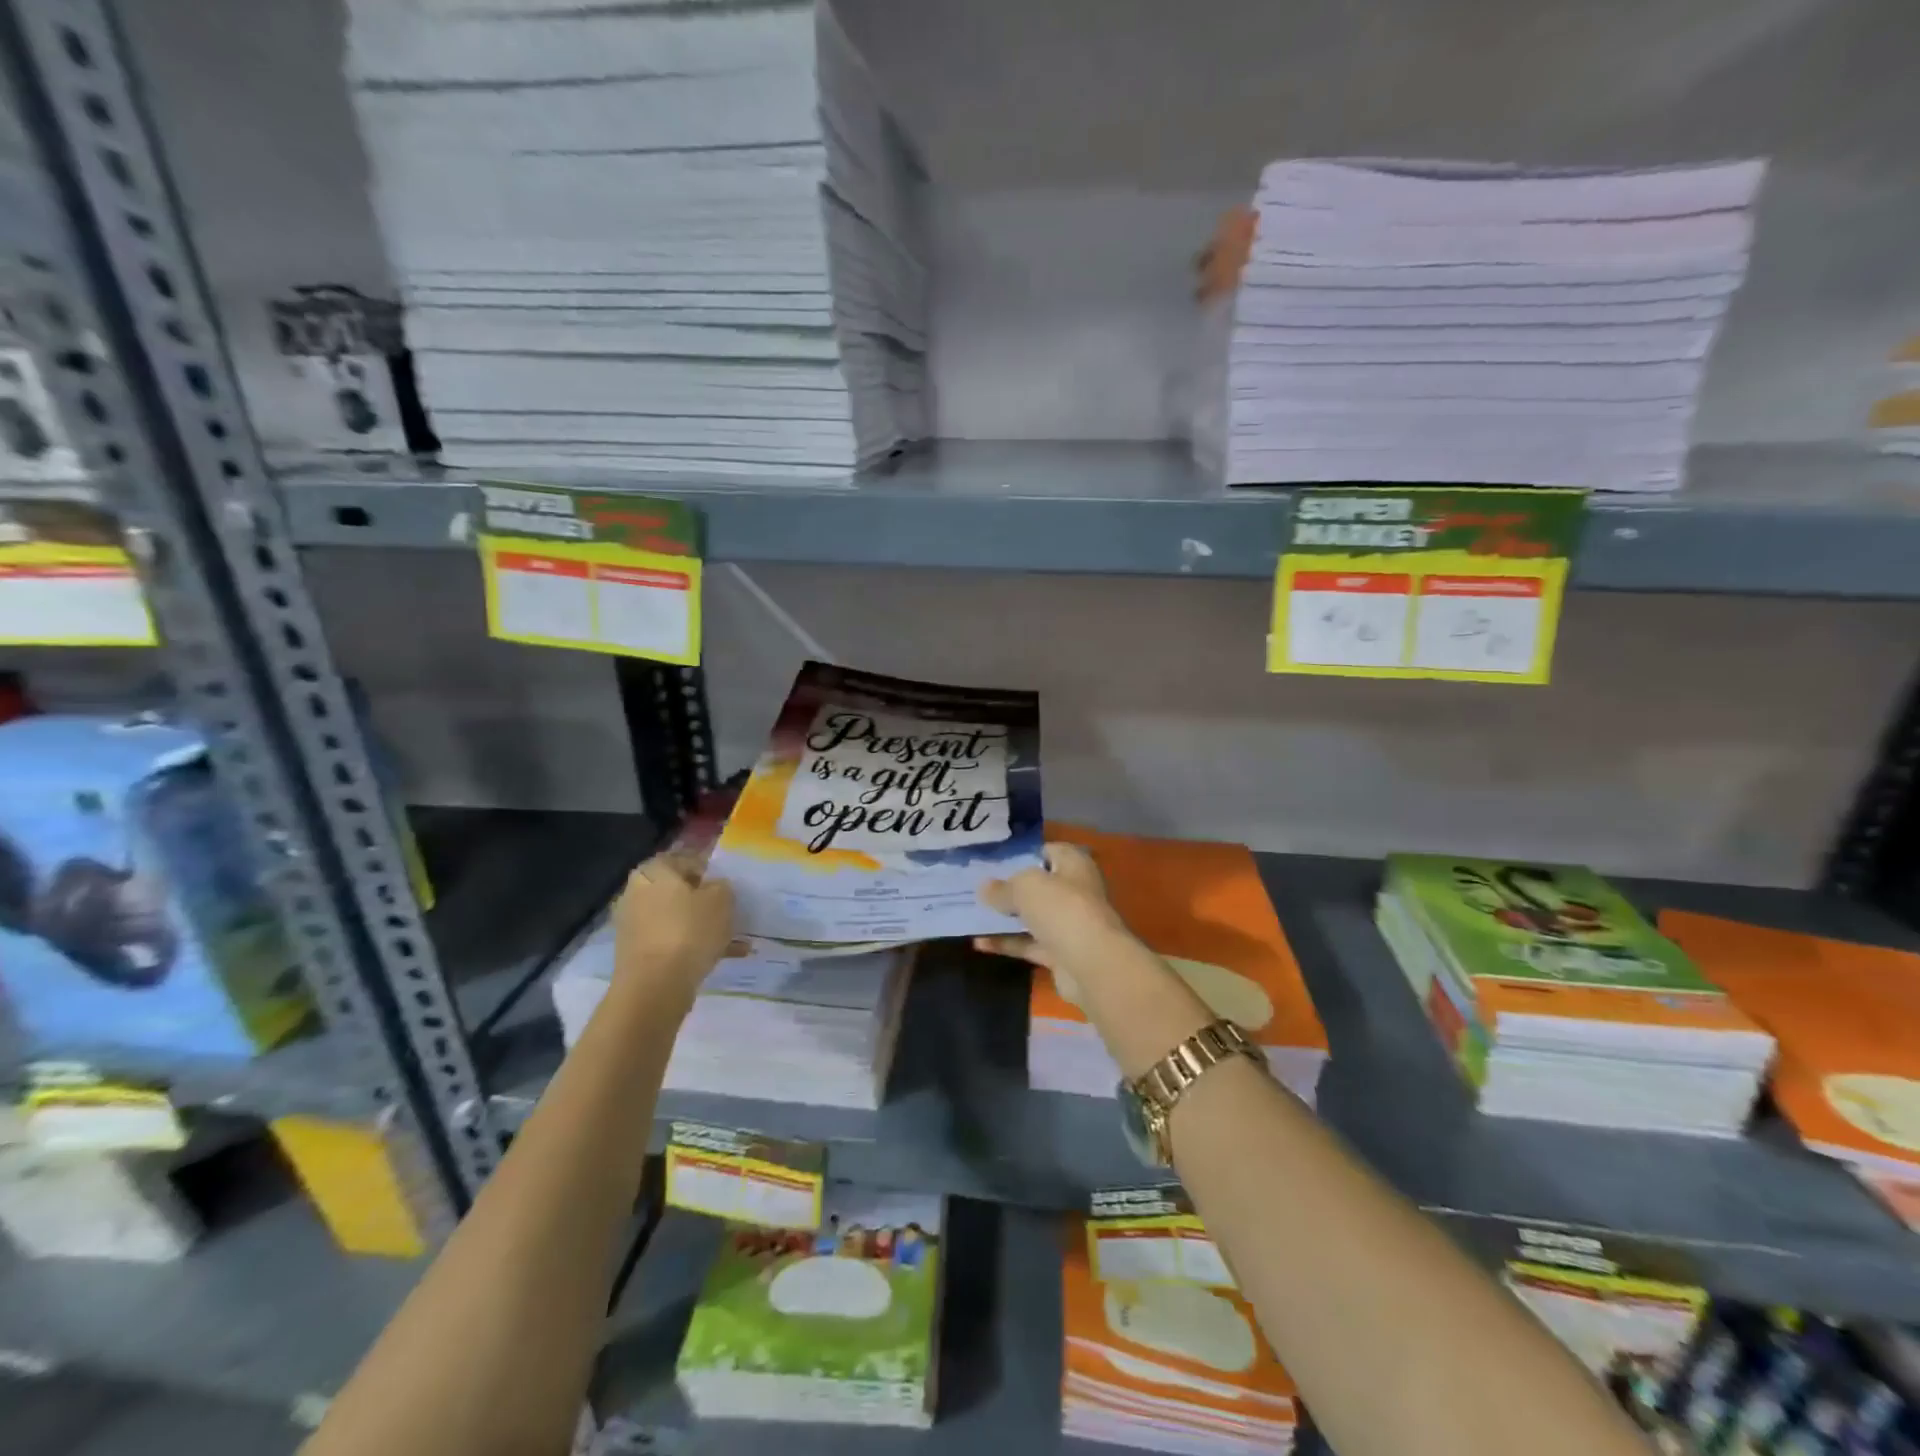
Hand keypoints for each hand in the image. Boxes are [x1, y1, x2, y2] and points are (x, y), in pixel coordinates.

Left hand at [612, 850, 735, 1003]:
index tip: (727, 884)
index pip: (684, 859)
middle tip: (729, 910)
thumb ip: (721, 886)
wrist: (655, 987)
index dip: (708, 869)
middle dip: (703, 900)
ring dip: (702, 926)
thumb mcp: (721, 899)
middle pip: (678, 891)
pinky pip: (673, 942)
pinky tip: (724, 957)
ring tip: (734, 938)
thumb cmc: (689, 930)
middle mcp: (637, 893)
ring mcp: (634, 925)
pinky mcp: (638, 953)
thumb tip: (714, 887)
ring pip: (677, 918)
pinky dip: (694, 946)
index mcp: (653, 871)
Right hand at [973, 842, 1129, 968]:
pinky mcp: (1061, 954)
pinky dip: (1007, 943)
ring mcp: (1069, 925)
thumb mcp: (1025, 887)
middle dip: (1012, 887)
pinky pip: (1029, 944)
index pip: (1049, 851)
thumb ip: (1003, 888)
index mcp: (1074, 865)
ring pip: (1033, 917)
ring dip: (1007, 917)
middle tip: (979, 887)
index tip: (995, 860)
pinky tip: (979, 943)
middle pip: (1040, 886)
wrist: (1092, 965)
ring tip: (973, 913)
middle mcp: (1075, 892)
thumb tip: (985, 888)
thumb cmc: (1062, 908)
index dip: (1024, 854)